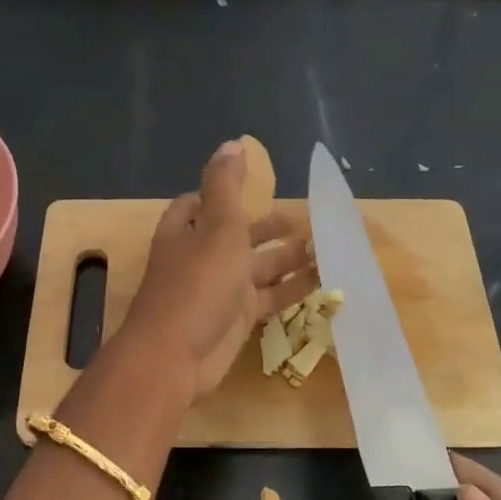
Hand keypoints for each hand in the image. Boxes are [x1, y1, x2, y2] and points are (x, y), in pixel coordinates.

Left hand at [116, 140, 314, 400]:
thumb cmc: (197, 284)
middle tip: (306, 219)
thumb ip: (226, 186)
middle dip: (268, 227)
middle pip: (237, 235)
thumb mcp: (217, 227)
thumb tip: (232, 143)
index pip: (201, 203)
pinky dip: (293, 289)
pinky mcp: (236, 320)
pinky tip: (323, 280)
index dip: (225, 193)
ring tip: (324, 245)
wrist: (175, 356)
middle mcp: (200, 257)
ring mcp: (219, 290)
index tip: (257, 186)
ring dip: (288, 257)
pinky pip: (269, 298)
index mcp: (187, 230)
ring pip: (258, 267)